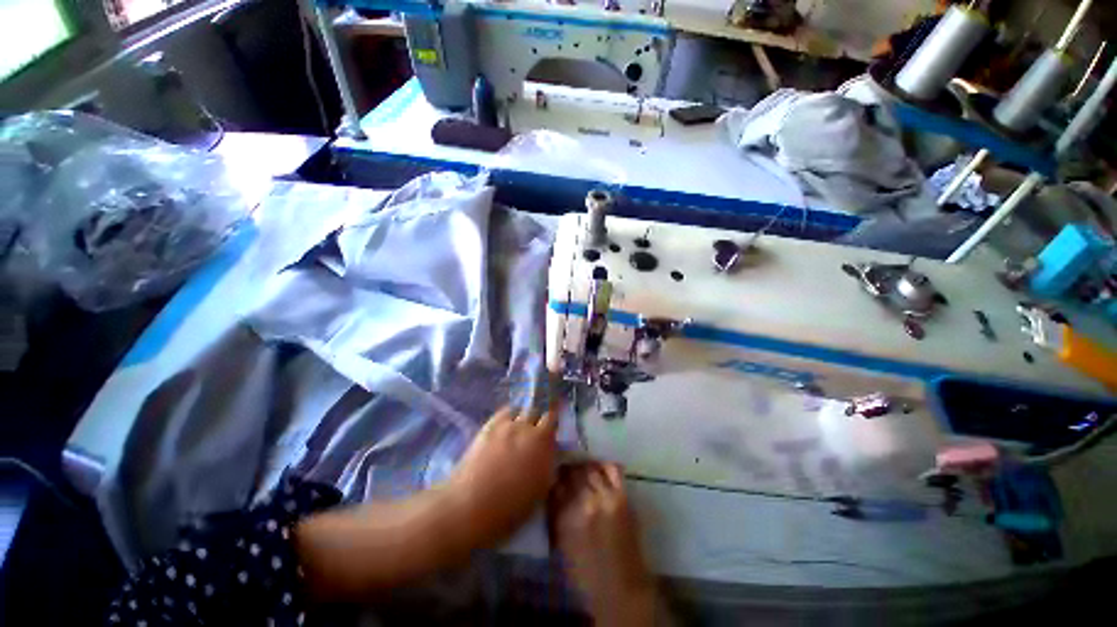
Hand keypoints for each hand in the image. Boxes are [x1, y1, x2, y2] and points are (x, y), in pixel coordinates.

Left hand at [447, 405, 558, 545]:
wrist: (472, 506)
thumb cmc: (511, 507)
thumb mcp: (541, 489)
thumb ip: (548, 465)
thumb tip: (551, 455)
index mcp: (543, 442)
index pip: (552, 418)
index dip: (551, 421)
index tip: (551, 428)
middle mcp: (527, 428)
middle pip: (536, 410)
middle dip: (537, 417)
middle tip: (535, 429)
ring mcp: (506, 425)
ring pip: (519, 409)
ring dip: (522, 416)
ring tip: (518, 427)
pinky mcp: (489, 426)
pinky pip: (503, 413)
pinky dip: (507, 417)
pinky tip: (504, 427)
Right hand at [550, 463, 656, 625]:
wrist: (620, 590)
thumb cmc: (585, 574)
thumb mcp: (560, 545)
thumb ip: (555, 515)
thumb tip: (553, 491)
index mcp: (563, 516)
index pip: (554, 483)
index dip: (555, 476)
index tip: (556, 475)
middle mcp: (582, 502)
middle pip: (572, 471)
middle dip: (569, 469)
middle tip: (570, 470)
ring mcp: (604, 497)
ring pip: (590, 468)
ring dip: (585, 467)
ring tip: (585, 470)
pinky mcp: (622, 497)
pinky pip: (613, 470)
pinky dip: (605, 465)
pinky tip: (602, 470)